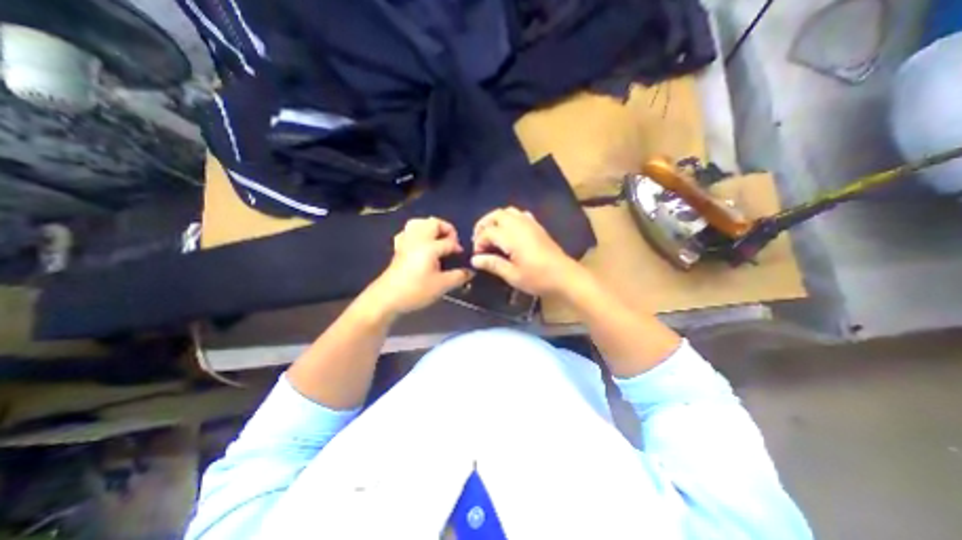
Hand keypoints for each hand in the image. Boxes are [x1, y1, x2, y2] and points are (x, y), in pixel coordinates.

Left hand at [360, 216, 471, 315]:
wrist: (387, 298)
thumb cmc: (416, 290)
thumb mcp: (442, 285)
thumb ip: (459, 276)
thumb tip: (470, 272)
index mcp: (429, 246)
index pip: (449, 241)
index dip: (458, 247)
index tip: (462, 257)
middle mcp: (417, 239)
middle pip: (433, 223)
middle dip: (446, 229)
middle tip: (452, 243)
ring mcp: (405, 242)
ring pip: (418, 223)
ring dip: (431, 228)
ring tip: (438, 239)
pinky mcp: (398, 248)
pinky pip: (407, 232)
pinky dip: (416, 233)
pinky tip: (420, 244)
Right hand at [472, 208, 585, 296]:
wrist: (564, 276)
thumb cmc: (537, 278)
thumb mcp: (512, 275)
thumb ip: (492, 264)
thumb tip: (474, 259)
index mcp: (512, 237)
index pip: (488, 232)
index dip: (479, 242)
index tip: (478, 256)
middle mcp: (519, 225)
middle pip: (496, 215)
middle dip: (484, 225)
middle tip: (479, 239)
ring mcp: (530, 223)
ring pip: (508, 212)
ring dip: (496, 220)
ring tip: (491, 235)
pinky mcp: (537, 226)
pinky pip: (520, 214)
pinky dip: (510, 219)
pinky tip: (509, 232)